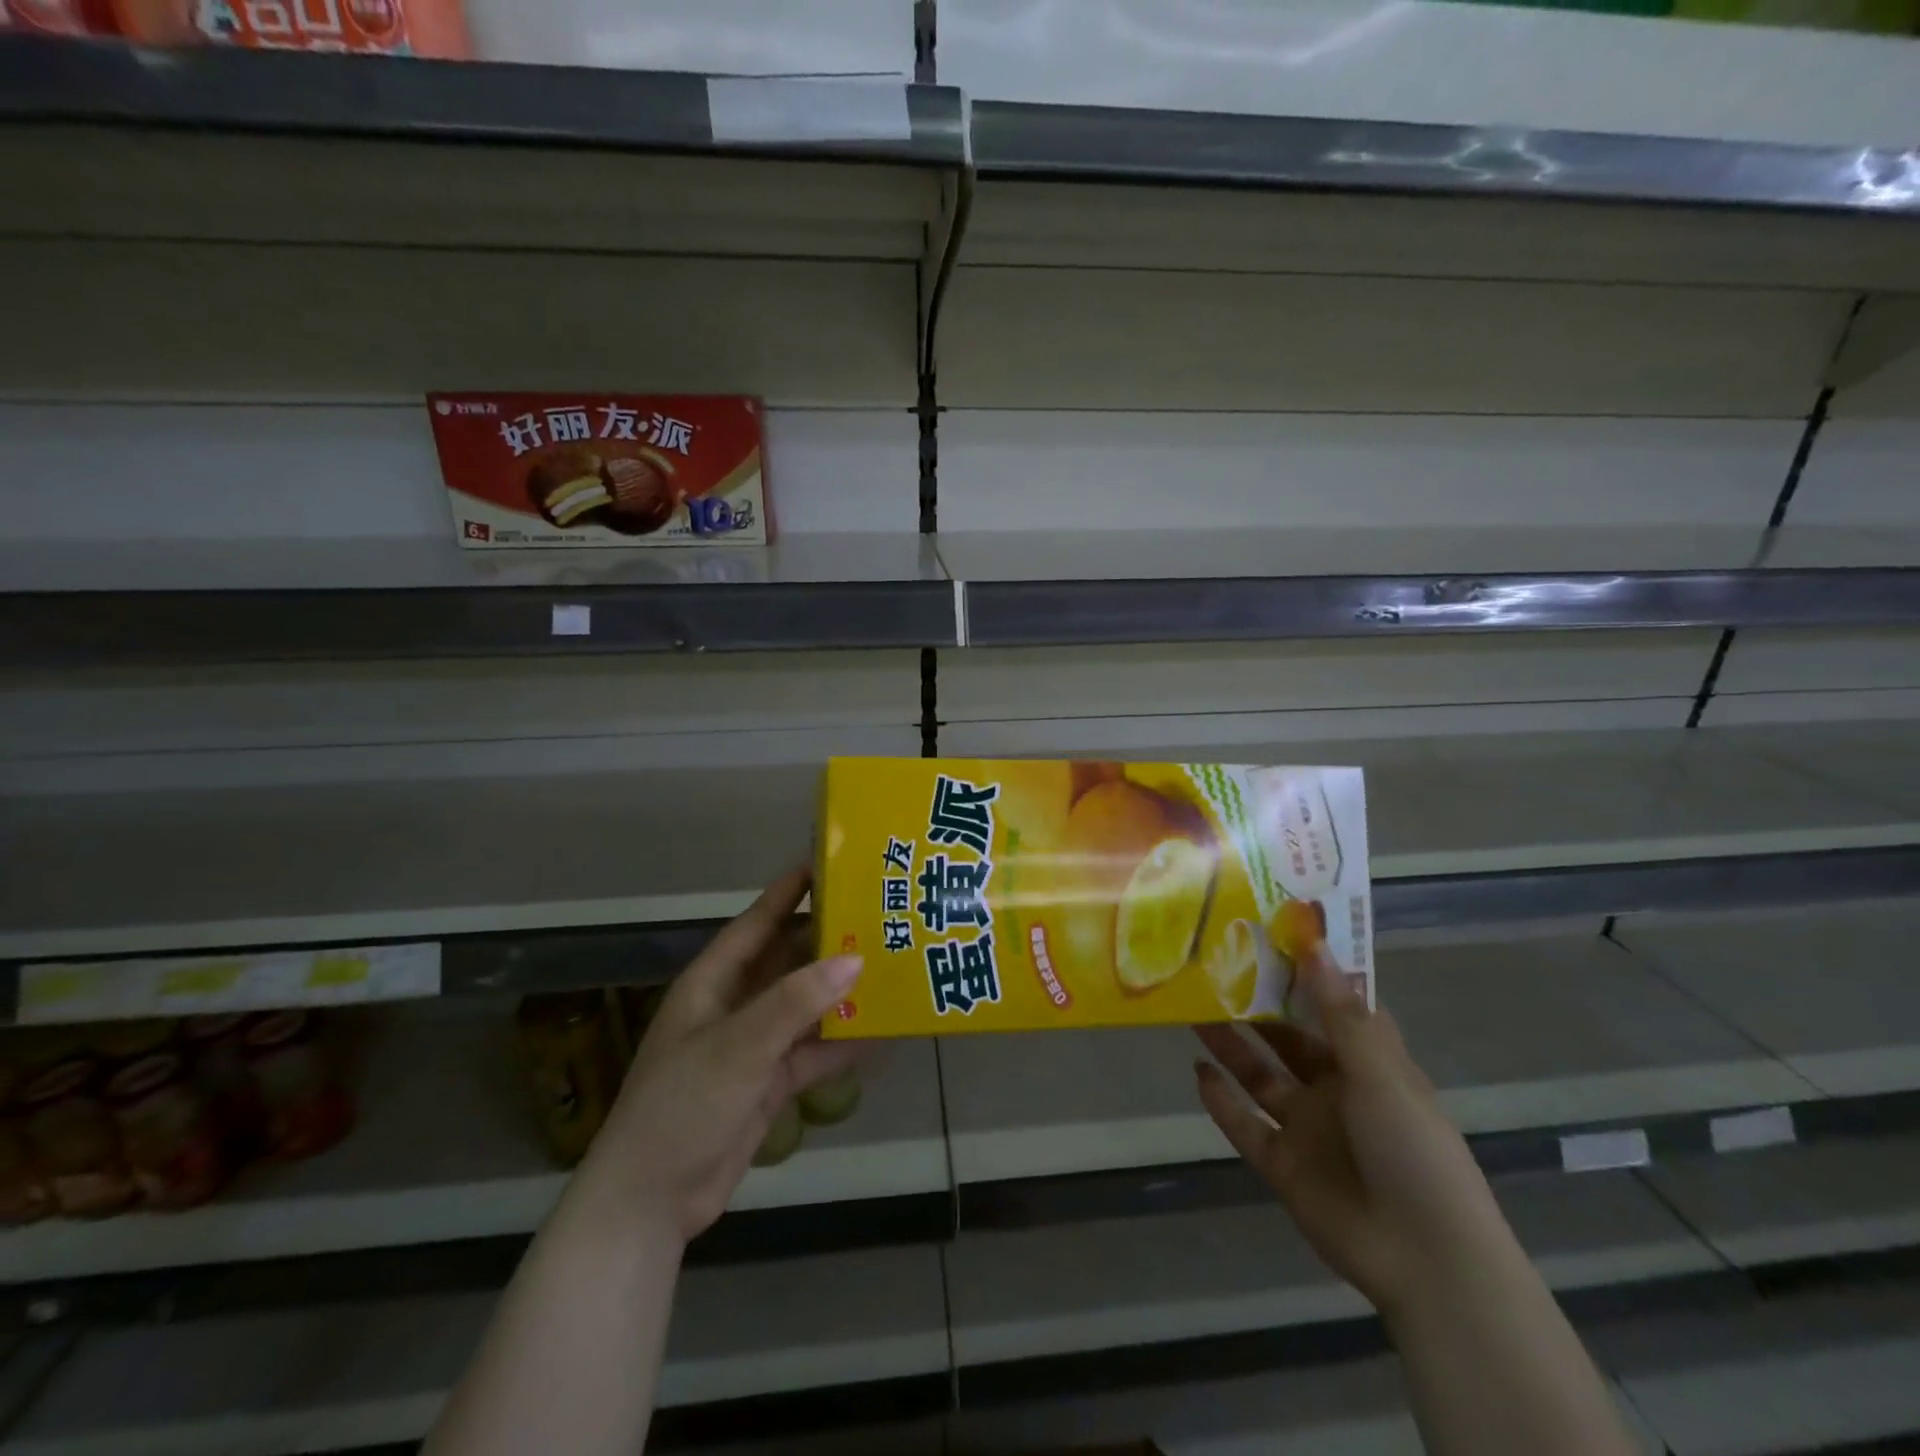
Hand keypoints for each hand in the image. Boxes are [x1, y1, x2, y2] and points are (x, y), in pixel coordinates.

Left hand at [584, 868, 860, 1246]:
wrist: (651, 1201)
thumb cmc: (683, 1105)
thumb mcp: (739, 1045)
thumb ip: (796, 1001)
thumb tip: (855, 958)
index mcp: (714, 982)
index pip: (758, 922)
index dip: (790, 891)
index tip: (830, 863)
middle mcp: (736, 1005)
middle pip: (788, 960)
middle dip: (828, 940)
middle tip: (879, 915)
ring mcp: (754, 1045)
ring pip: (805, 1005)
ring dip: (841, 991)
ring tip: (891, 966)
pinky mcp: (769, 1082)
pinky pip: (813, 1050)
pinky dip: (842, 1042)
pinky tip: (881, 1032)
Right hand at [1194, 947, 1509, 1318]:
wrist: (1426, 1261)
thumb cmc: (1413, 1149)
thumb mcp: (1379, 1072)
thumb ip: (1338, 1011)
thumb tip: (1313, 943)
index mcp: (1369, 1065)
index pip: (1334, 1008)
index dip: (1306, 974)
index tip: (1271, 936)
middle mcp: (1335, 1090)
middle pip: (1287, 1038)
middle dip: (1255, 1007)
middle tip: (1213, 969)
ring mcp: (1307, 1129)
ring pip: (1259, 1076)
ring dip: (1230, 1046)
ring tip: (1193, 1010)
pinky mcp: (1283, 1166)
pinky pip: (1244, 1126)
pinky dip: (1221, 1101)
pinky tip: (1197, 1072)